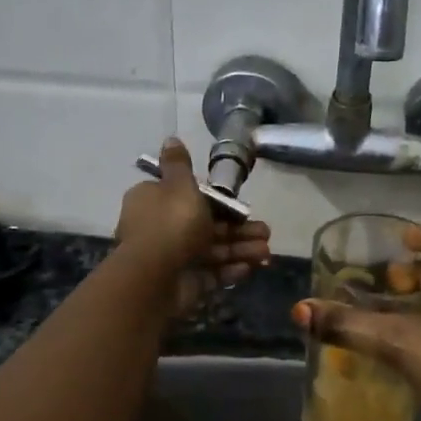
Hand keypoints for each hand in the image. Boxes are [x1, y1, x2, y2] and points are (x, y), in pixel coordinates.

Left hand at [115, 138, 271, 314]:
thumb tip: (170, 139)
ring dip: (241, 249)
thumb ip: (179, 164)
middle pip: (205, 224)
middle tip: (266, 231)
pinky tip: (251, 267)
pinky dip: (230, 269)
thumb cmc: (171, 224)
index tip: (238, 202)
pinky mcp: (183, 282)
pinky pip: (211, 273)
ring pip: (212, 249)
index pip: (187, 195)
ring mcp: (172, 257)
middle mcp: (161, 227)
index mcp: (154, 200)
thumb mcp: (179, 185)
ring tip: (266, 251)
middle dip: (238, 228)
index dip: (215, 199)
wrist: (155, 278)